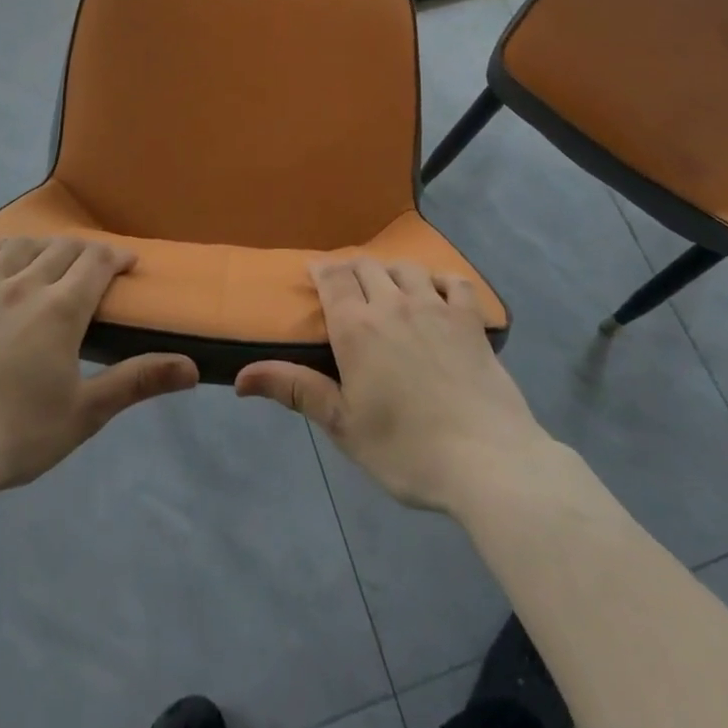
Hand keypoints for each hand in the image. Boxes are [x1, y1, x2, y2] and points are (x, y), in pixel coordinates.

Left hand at [0, 237, 198, 497]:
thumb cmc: (18, 435)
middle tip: (92, 268)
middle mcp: (23, 285)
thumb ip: (137, 381)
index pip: (97, 262)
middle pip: (61, 248)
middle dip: (85, 252)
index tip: (127, 264)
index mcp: (61, 309)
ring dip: (42, 247)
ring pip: (18, 247)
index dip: (117, 257)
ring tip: (47, 261)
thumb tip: (192, 369)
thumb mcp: (85, 413)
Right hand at [235, 259, 544, 513]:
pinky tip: (436, 292)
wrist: (487, 460)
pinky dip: (439, 280)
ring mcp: (436, 307)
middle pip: (366, 266)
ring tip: (387, 287)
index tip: (315, 274)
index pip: (332, 278)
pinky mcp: (470, 320)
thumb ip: (294, 390)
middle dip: (351, 270)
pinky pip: (453, 282)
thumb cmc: (406, 449)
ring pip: (406, 268)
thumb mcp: (343, 425)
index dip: (321, 270)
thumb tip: (240, 378)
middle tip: (346, 287)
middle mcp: (393, 304)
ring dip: (390, 271)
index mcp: (357, 327)